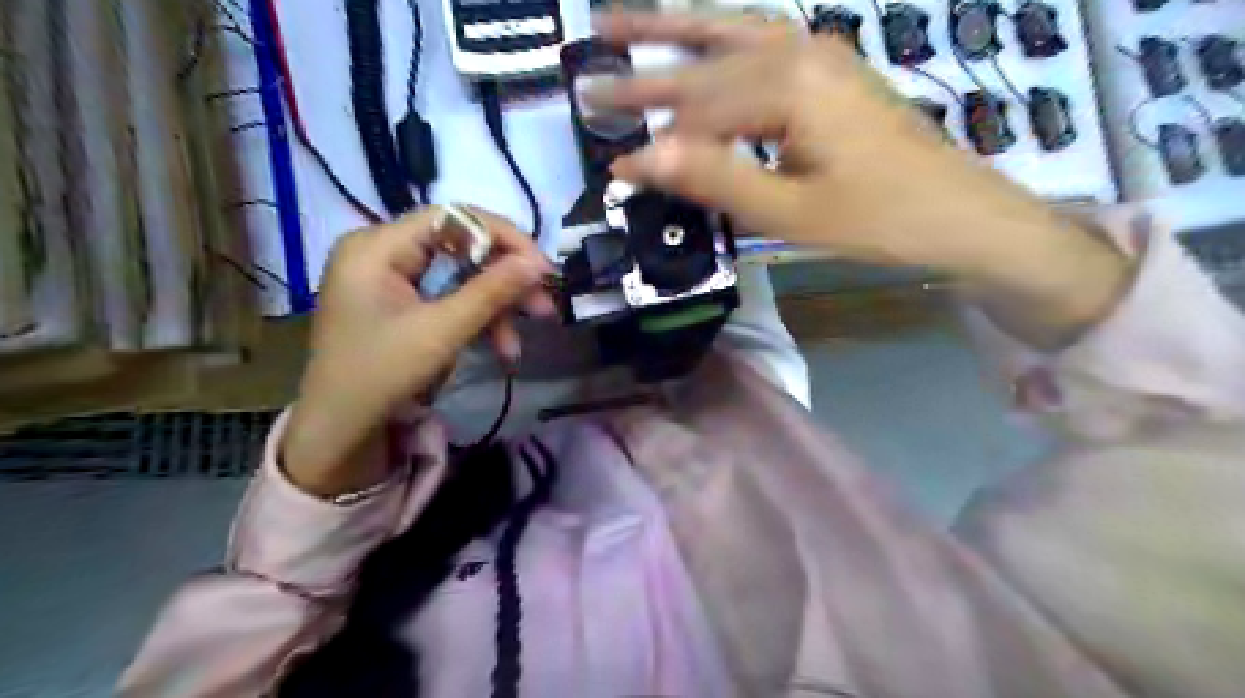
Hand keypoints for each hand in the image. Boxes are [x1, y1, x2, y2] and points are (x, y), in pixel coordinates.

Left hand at [283, 207, 555, 495]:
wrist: (340, 430)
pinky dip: (476, 321)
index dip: (503, 238)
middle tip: (544, 305)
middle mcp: (383, 251)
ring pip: (461, 278)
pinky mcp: (401, 303)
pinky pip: (449, 299)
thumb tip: (539, 263)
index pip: (453, 218)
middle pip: (461, 249)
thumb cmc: (380, 375)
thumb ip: (492, 292)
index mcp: (378, 246)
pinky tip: (499, 349)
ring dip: (495, 309)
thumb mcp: (442, 332)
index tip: (541, 268)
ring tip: (518, 345)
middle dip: (504, 281)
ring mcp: (391, 279)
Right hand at [589, 7, 1130, 346]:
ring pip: (730, 32)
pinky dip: (718, 38)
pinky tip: (700, 39)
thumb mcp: (788, 211)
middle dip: (645, 69)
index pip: (697, 107)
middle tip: (589, 67)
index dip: (649, 135)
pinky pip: (759, 41)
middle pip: (705, 59)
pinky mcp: (829, 66)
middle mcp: (799, 50)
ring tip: (623, 20)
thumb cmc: (876, 220)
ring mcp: (818, 51)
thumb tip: (641, 160)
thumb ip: (714, 179)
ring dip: (675, 29)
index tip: (608, 161)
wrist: (959, 213)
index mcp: (788, 85)